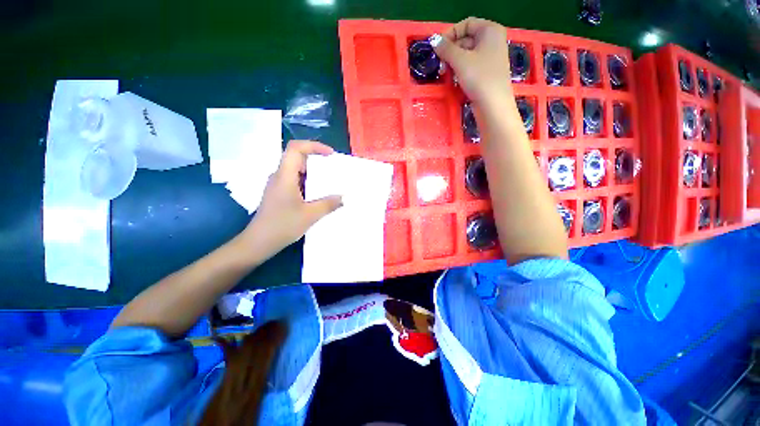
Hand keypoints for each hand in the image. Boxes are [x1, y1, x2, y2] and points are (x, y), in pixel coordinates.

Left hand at [241, 140, 341, 253]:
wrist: (258, 242)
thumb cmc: (282, 226)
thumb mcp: (310, 215)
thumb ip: (328, 204)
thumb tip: (343, 197)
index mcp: (284, 176)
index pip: (295, 148)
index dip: (314, 146)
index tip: (330, 155)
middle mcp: (279, 176)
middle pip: (297, 157)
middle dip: (316, 159)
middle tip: (334, 168)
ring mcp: (278, 185)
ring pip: (297, 169)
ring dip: (314, 171)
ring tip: (330, 180)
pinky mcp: (279, 193)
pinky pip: (295, 180)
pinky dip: (309, 182)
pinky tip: (319, 193)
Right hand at [432, 17, 511, 104]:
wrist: (493, 105)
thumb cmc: (479, 78)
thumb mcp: (460, 60)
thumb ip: (446, 48)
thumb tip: (434, 40)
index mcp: (490, 30)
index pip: (466, 24)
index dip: (450, 33)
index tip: (438, 48)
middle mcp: (492, 40)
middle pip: (466, 39)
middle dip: (450, 50)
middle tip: (440, 64)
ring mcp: (490, 57)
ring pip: (467, 54)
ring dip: (453, 62)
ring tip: (445, 73)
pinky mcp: (486, 72)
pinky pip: (470, 65)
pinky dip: (460, 70)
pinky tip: (454, 78)